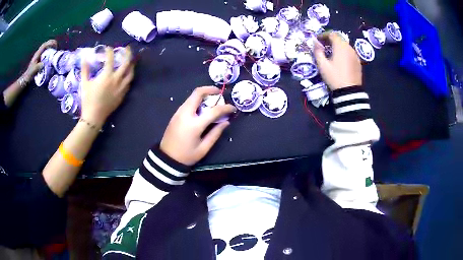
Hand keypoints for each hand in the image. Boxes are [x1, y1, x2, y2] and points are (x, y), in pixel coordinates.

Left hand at [23, 40, 57, 81]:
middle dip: (52, 44)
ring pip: (46, 48)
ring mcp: (39, 56)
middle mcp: (38, 53)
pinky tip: (51, 55)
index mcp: (37, 54)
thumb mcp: (34, 70)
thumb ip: (38, 66)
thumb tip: (44, 64)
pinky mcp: (40, 59)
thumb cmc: (30, 74)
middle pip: (46, 45)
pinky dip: (49, 52)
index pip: (44, 45)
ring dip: (51, 47)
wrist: (27, 78)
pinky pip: (46, 53)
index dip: (50, 43)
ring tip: (55, 50)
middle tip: (56, 47)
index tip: (55, 45)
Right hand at [80, 46, 134, 126]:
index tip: (108, 48)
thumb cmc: (88, 100)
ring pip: (131, 74)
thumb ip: (85, 70)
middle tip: (127, 48)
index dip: (110, 52)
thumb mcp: (85, 84)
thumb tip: (84, 58)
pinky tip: (127, 75)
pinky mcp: (122, 95)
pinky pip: (128, 83)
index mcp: (106, 76)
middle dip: (128, 54)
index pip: (110, 59)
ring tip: (130, 61)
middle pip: (126, 63)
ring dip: (131, 65)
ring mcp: (121, 88)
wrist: (94, 117)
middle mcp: (116, 80)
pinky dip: (129, 77)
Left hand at [160, 87, 235, 165]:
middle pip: (197, 93)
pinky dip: (197, 101)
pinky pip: (188, 102)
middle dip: (210, 90)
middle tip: (219, 94)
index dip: (226, 107)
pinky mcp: (175, 114)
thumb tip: (226, 121)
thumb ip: (216, 133)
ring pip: (192, 96)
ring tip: (212, 101)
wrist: (167, 159)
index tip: (233, 108)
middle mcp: (185, 114)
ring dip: (203, 95)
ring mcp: (178, 113)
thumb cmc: (187, 156)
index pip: (213, 110)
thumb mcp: (204, 148)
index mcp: (194, 124)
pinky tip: (202, 108)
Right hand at [313, 32, 361, 90]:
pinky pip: (349, 53)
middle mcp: (349, 48)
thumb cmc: (335, 77)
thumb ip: (317, 51)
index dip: (324, 35)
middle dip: (330, 40)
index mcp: (340, 46)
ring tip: (331, 53)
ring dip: (337, 46)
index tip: (318, 40)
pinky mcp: (358, 62)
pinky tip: (340, 60)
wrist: (350, 92)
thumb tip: (315, 42)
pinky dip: (343, 53)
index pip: (332, 34)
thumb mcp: (322, 65)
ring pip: (345, 46)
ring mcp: (355, 55)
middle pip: (339, 39)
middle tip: (323, 46)